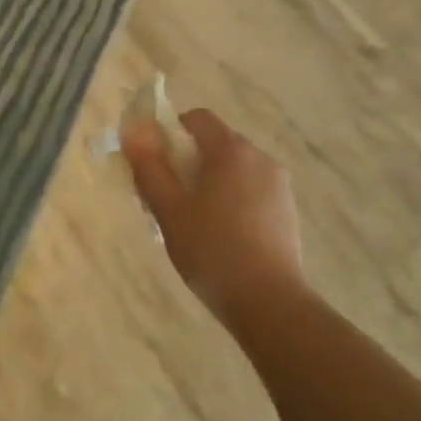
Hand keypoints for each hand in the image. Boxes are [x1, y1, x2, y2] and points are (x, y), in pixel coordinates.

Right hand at [122, 108, 308, 331]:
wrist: (268, 301)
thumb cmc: (210, 250)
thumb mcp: (169, 209)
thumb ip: (149, 166)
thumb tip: (134, 131)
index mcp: (231, 150)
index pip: (196, 119)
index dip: (169, 132)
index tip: (153, 163)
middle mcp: (259, 158)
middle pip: (214, 144)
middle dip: (185, 162)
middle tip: (164, 198)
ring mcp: (278, 185)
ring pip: (232, 170)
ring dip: (207, 183)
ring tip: (190, 223)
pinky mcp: (286, 210)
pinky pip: (249, 191)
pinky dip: (229, 200)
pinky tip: (218, 237)